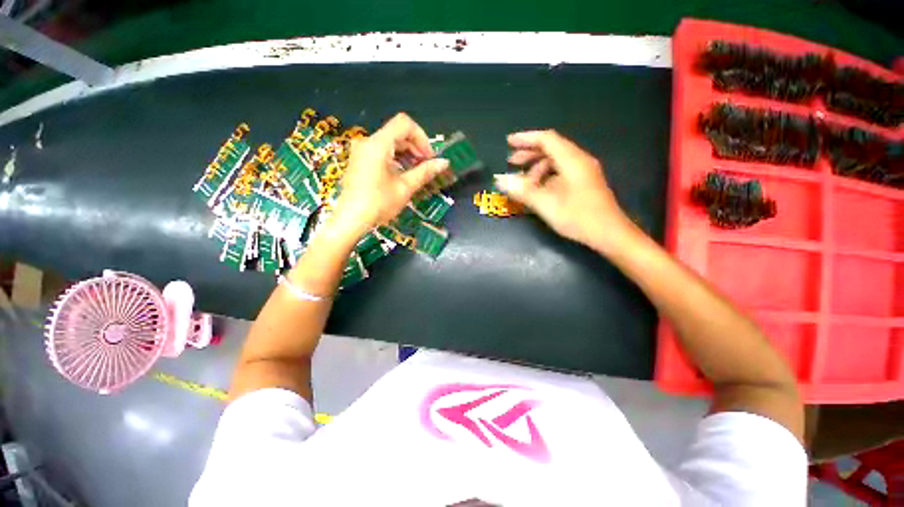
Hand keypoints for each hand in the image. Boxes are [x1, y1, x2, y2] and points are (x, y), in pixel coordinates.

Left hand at [330, 113, 448, 238]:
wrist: (351, 220)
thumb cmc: (379, 203)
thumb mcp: (405, 187)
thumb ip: (425, 172)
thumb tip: (444, 162)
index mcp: (378, 144)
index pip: (404, 124)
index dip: (421, 137)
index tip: (429, 157)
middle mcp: (367, 141)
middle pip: (397, 133)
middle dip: (416, 148)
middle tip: (427, 167)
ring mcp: (361, 151)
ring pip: (390, 143)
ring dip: (407, 154)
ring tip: (418, 172)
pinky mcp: (359, 161)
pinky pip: (381, 152)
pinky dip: (395, 159)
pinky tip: (403, 174)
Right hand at [495, 130, 634, 251]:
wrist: (609, 233)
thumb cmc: (578, 217)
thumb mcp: (546, 204)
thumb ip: (522, 191)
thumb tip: (500, 180)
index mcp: (572, 160)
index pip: (546, 139)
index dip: (526, 139)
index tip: (508, 142)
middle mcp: (579, 160)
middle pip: (551, 148)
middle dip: (529, 153)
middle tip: (511, 162)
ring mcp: (584, 171)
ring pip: (556, 161)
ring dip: (537, 167)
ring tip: (523, 181)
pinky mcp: (585, 182)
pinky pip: (562, 171)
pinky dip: (547, 176)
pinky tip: (538, 189)